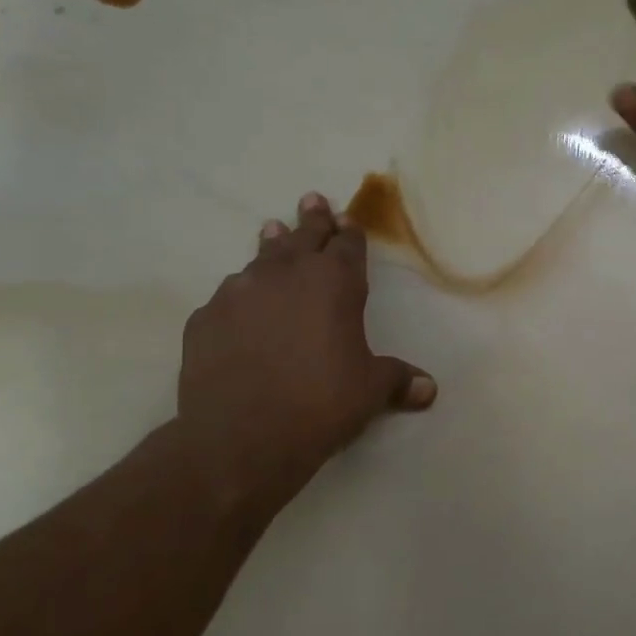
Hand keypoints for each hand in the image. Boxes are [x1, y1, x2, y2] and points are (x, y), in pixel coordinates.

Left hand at [177, 192, 435, 519]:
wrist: (241, 437)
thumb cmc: (321, 404)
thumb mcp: (370, 391)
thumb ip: (398, 380)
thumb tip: (430, 389)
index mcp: (335, 284)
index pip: (347, 246)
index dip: (349, 232)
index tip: (346, 218)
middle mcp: (286, 275)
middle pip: (303, 237)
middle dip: (312, 219)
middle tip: (311, 199)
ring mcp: (239, 292)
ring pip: (260, 258)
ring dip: (272, 245)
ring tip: (272, 230)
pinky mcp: (204, 317)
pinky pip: (228, 297)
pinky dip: (240, 295)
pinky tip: (239, 306)